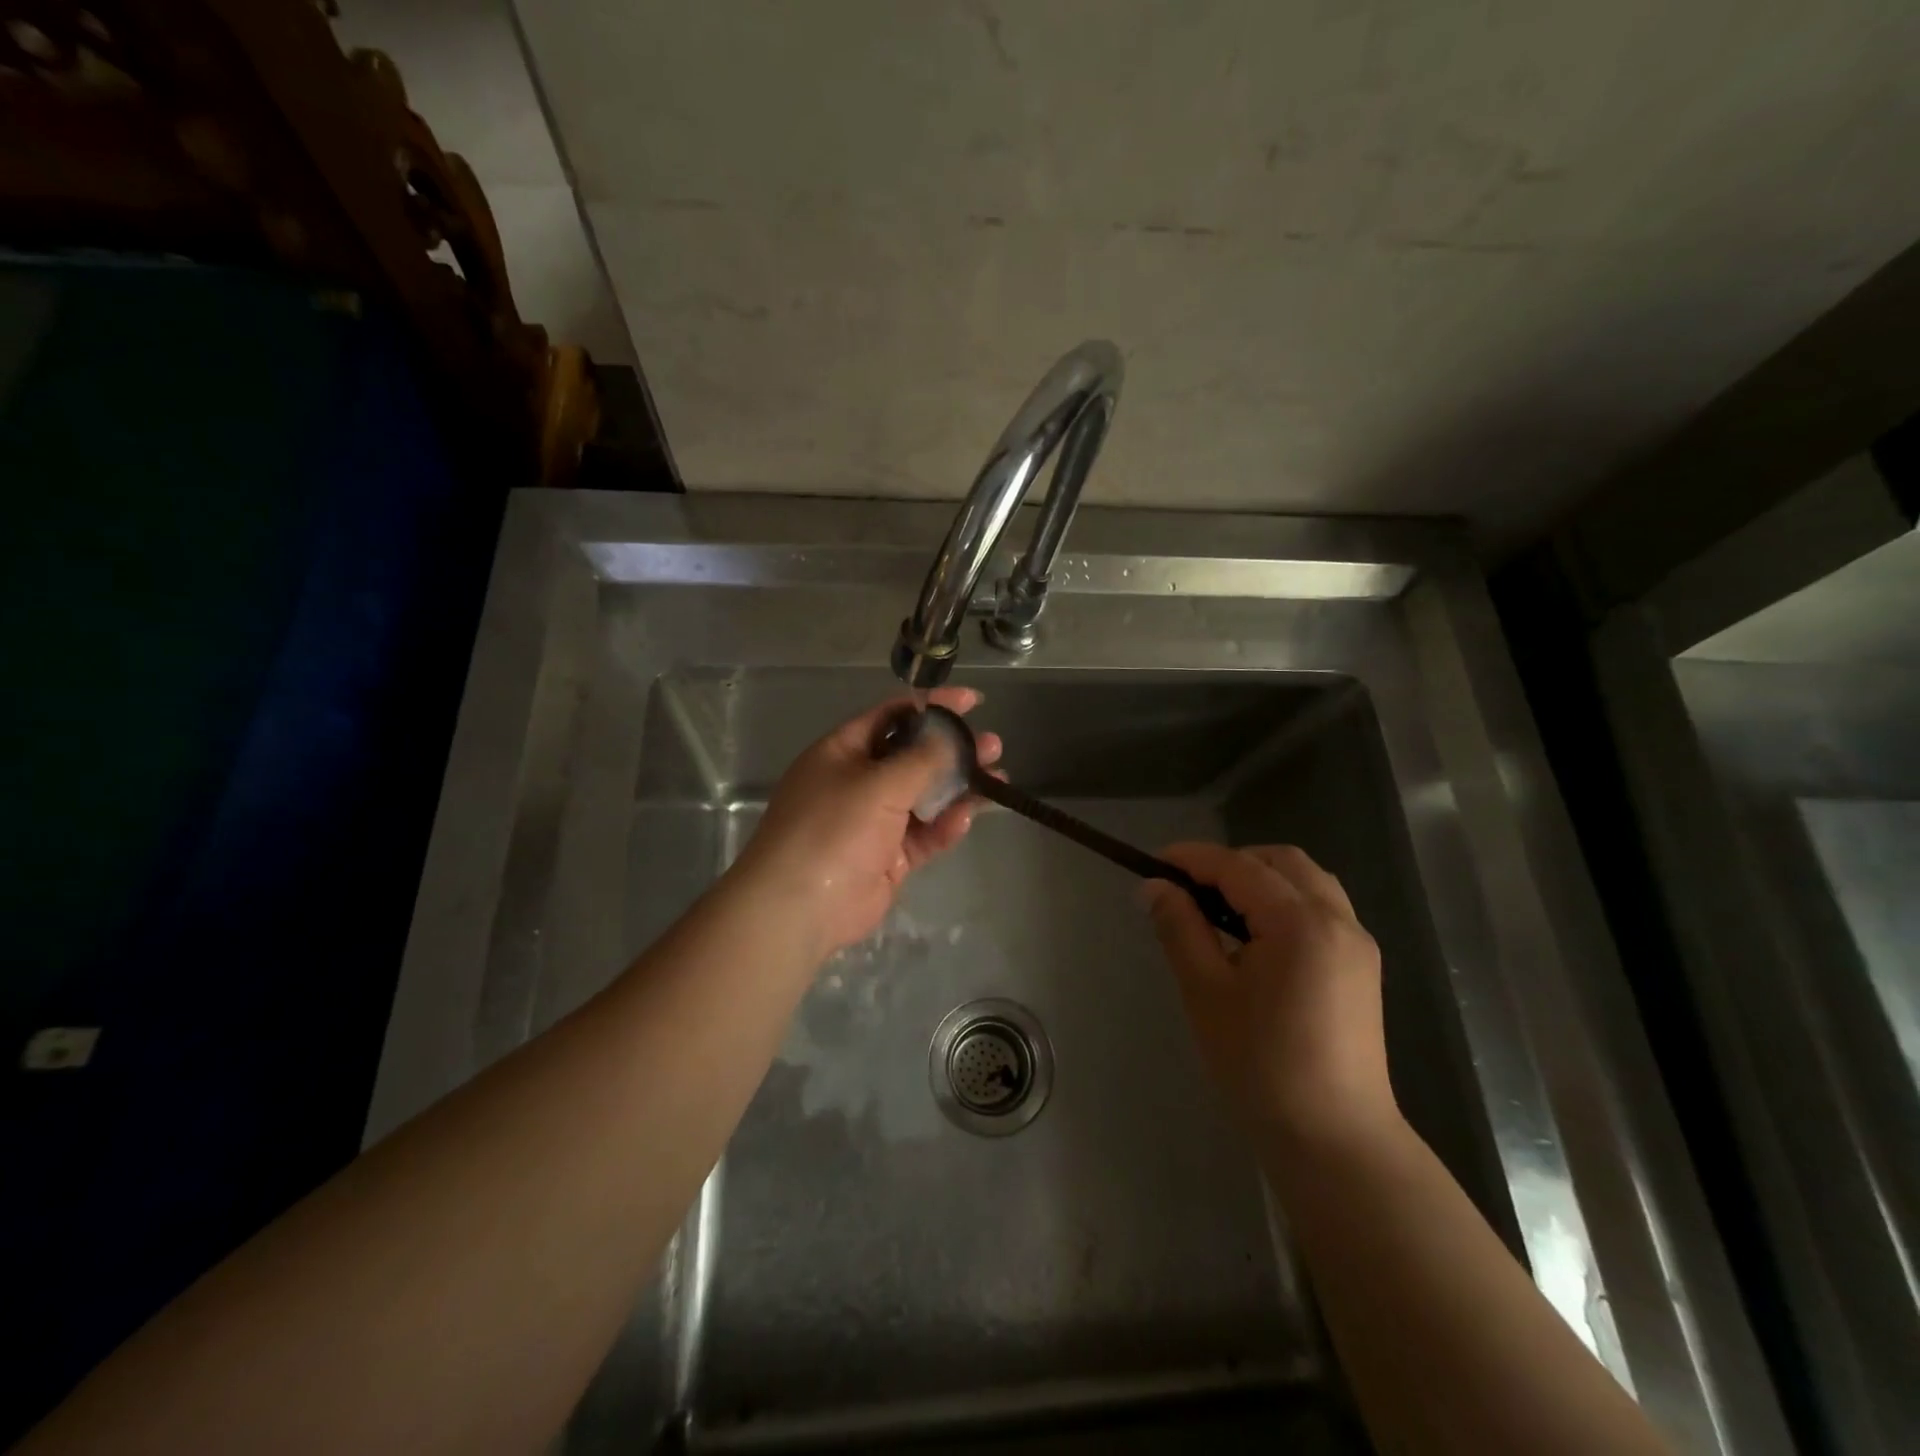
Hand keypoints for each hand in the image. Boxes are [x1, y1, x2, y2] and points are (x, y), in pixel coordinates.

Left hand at [731, 688, 1000, 955]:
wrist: (800, 908)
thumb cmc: (833, 829)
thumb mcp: (878, 784)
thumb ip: (921, 759)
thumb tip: (950, 736)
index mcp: (844, 752)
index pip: (893, 716)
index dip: (932, 707)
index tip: (973, 702)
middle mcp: (858, 781)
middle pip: (914, 756)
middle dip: (954, 750)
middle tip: (993, 746)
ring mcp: (874, 821)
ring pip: (924, 796)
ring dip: (959, 788)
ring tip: (999, 779)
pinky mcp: (889, 856)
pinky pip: (924, 834)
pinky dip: (945, 825)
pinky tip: (968, 817)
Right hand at [1145, 843, 1397, 1151]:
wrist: (1334, 1139)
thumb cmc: (1260, 1065)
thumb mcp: (1206, 992)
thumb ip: (1180, 928)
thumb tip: (1154, 886)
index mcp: (1299, 922)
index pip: (1238, 867)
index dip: (1192, 858)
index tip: (1153, 863)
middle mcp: (1337, 919)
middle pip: (1281, 861)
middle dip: (1231, 862)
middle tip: (1189, 888)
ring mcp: (1357, 943)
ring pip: (1307, 880)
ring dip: (1262, 878)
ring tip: (1221, 910)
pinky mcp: (1362, 967)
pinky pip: (1322, 908)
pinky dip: (1286, 901)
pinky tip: (1258, 938)